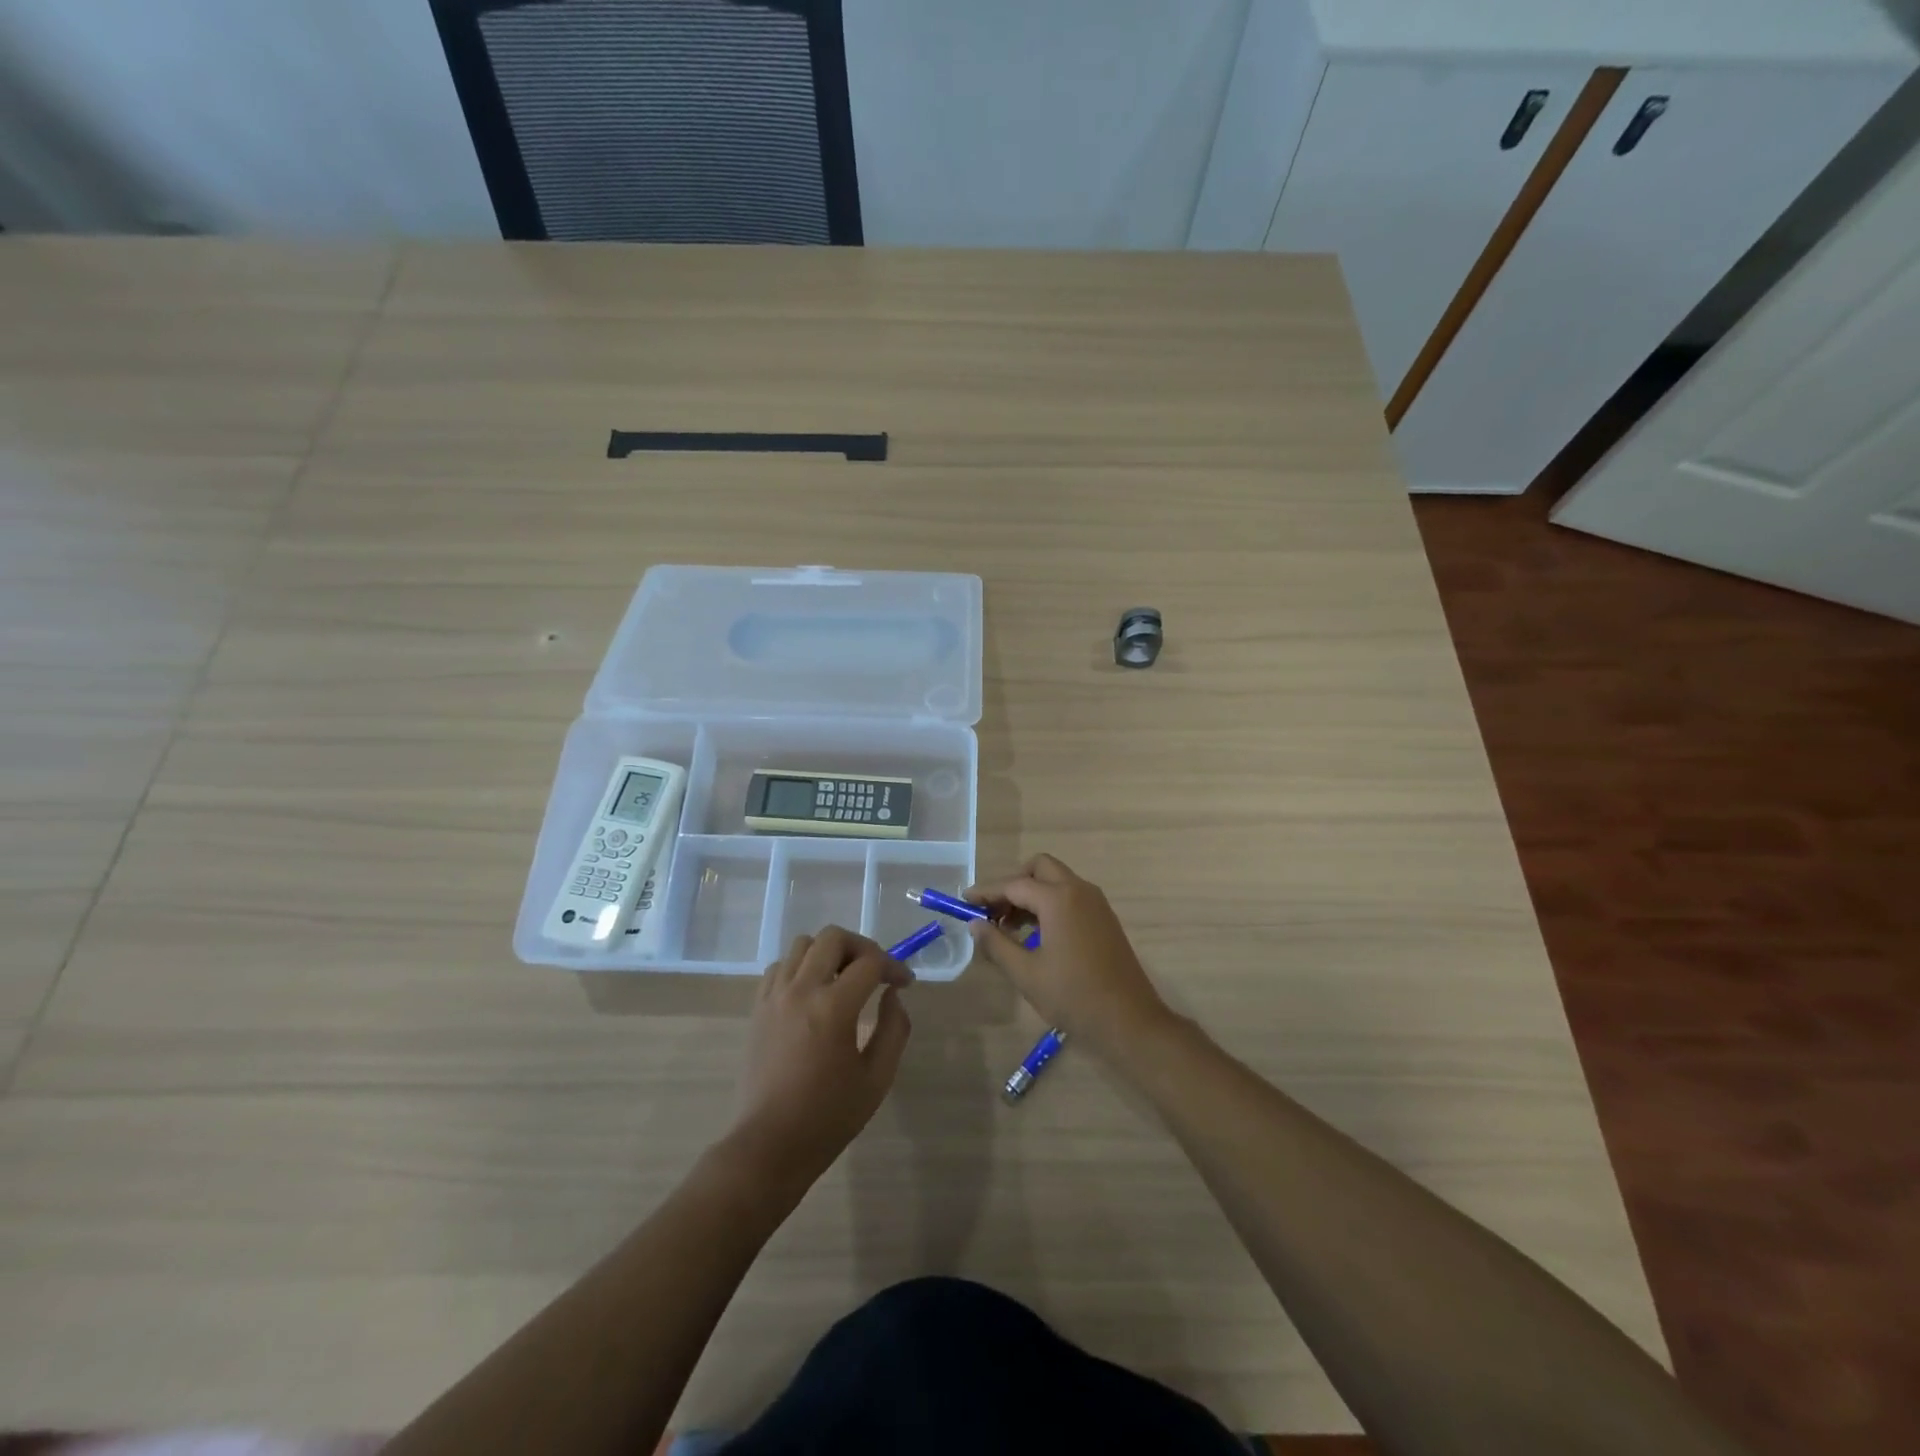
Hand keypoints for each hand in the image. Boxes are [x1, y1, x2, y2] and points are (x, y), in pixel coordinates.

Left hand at [726, 927, 913, 1192]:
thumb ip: (894, 1029)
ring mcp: (774, 996)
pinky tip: (813, 992)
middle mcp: (801, 990)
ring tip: (843, 979)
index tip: (904, 983)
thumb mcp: (877, 1079)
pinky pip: (780, 966)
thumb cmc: (828, 1117)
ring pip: (803, 944)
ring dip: (829, 953)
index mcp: (834, 1007)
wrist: (768, 1145)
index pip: (870, 962)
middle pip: (833, 937)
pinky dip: (801, 967)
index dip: (894, 966)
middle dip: (862, 947)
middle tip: (875, 972)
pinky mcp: (758, 1007)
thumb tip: (892, 994)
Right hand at [966, 854, 1172, 1056]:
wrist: (1129, 1020)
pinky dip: (1049, 904)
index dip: (987, 892)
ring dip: (1031, 894)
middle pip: (1039, 869)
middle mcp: (1079, 890)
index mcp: (1059, 899)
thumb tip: (975, 925)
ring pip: (1056, 881)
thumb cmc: (1073, 996)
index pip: (1014, 885)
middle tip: (992, 911)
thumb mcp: (1026, 973)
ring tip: (1008, 927)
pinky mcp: (1104, 918)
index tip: (964, 902)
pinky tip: (1035, 935)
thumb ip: (997, 944)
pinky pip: (1070, 897)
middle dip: (1013, 884)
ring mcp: (1096, 903)